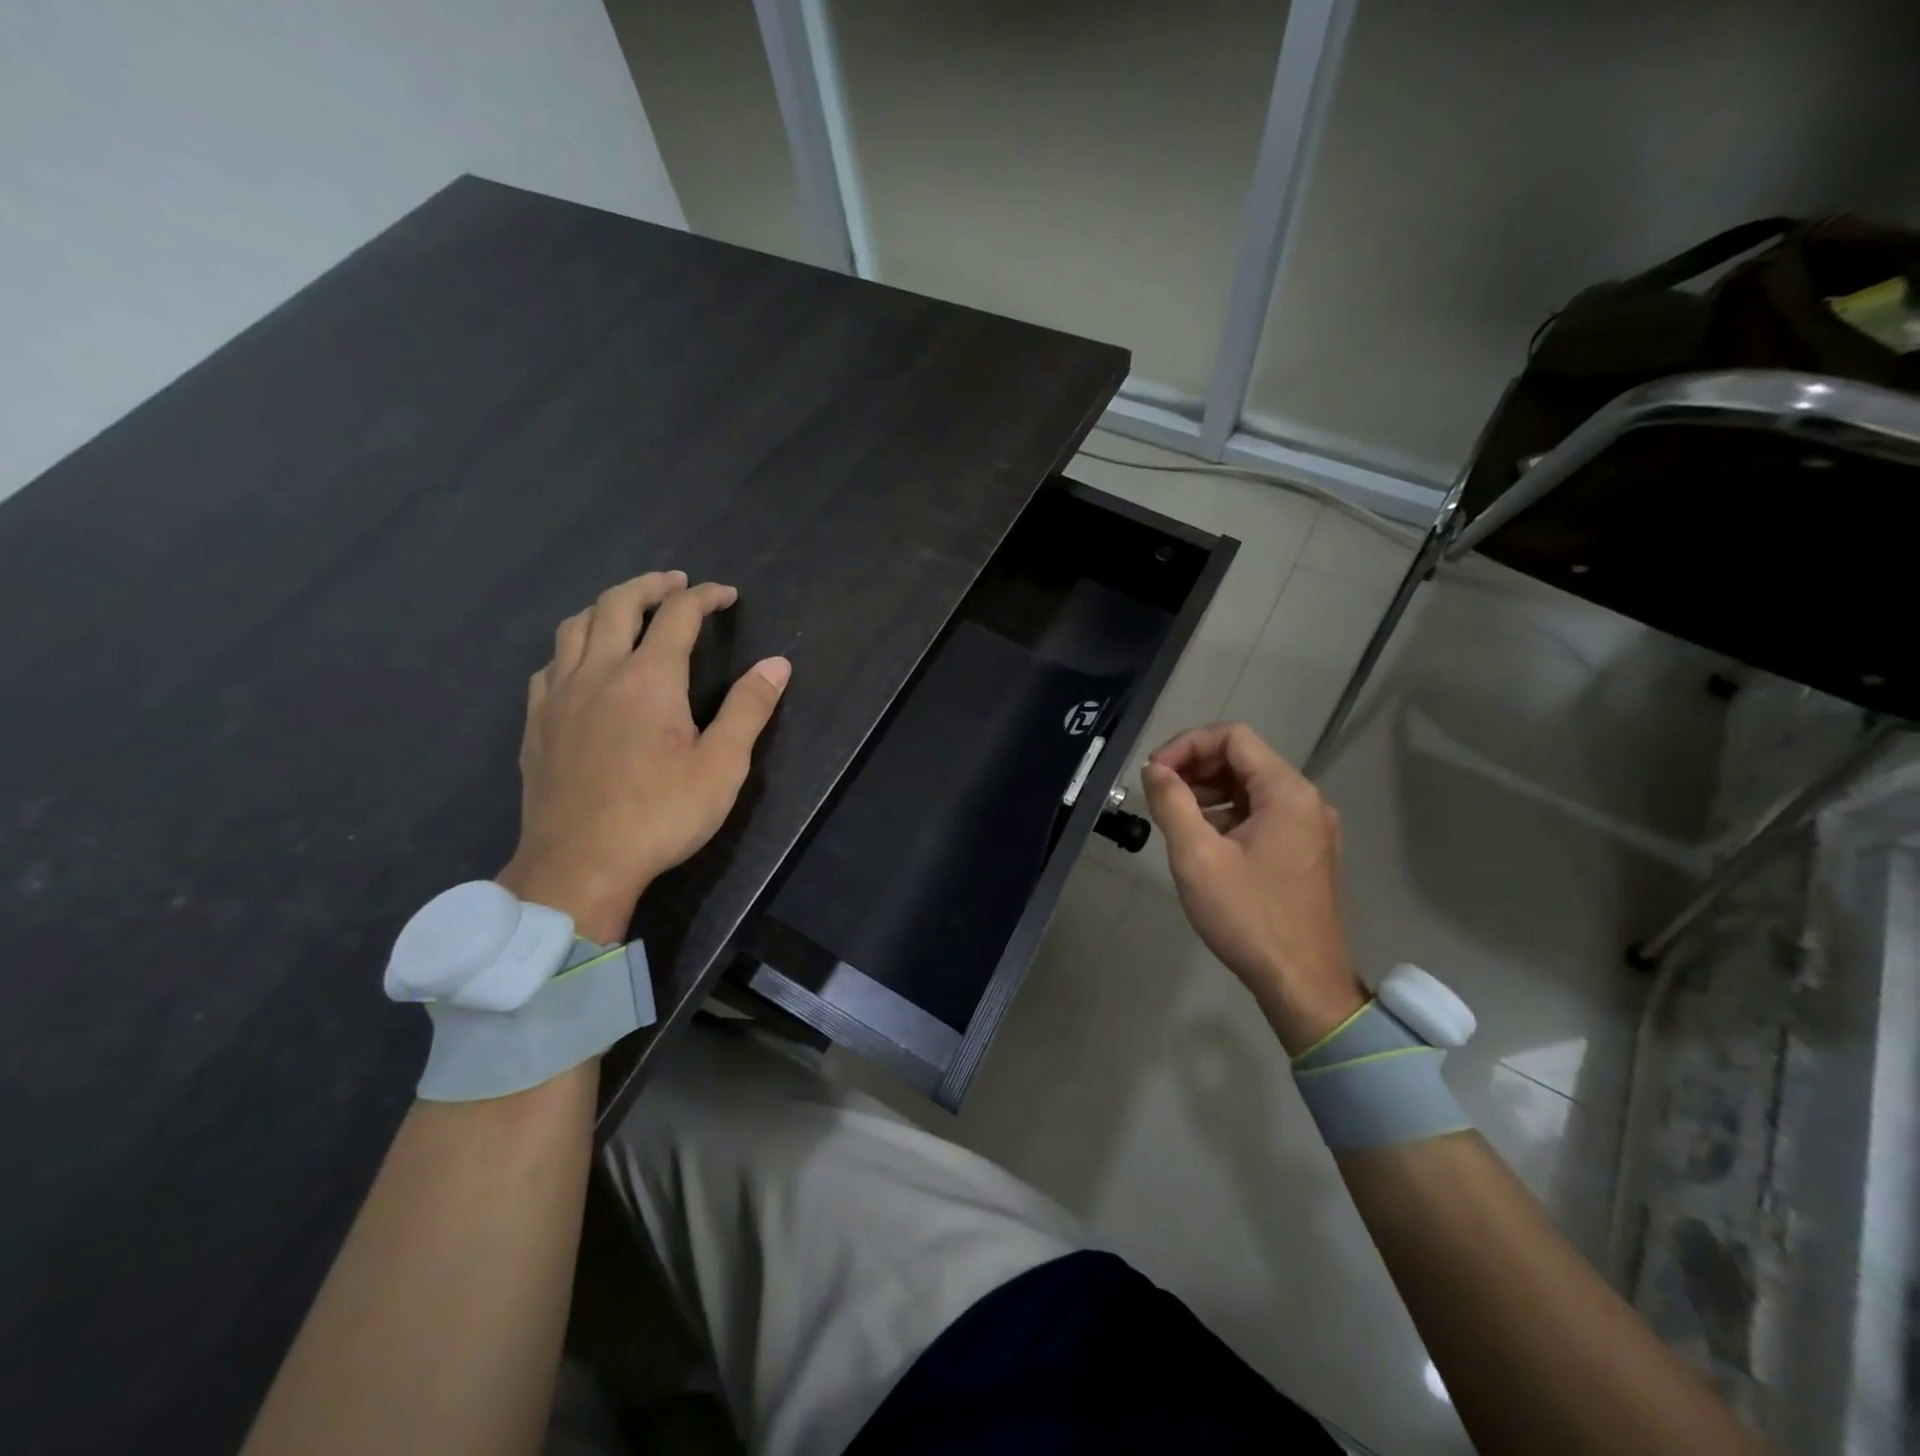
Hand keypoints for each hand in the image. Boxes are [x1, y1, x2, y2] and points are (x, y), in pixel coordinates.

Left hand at [496, 571, 790, 942]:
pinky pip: (550, 664)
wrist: (580, 864)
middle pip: (617, 604)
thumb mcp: (722, 766)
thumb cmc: (661, 815)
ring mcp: (559, 696)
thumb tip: (777, 664)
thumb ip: (749, 709)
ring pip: (574, 627)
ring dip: (606, 607)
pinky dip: (573, 646)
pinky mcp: (536, 723)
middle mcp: (598, 672)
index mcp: (648, 678)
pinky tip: (582, 664)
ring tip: (628, 610)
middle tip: (675, 583)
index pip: (678, 616)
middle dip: (651, 585)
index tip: (726, 594)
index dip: (704, 597)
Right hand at [1141, 723, 1365, 1052]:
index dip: (1187, 744)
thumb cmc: (1248, 917)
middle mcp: (1305, 800)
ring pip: (1251, 787)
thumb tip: (1155, 770)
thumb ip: (1172, 802)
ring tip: (1173, 817)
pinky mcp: (1305, 852)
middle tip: (1158, 794)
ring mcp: (1309, 827)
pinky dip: (1227, 815)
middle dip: (1195, 767)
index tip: (1154, 773)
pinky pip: (1261, 814)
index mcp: (1286, 792)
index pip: (1233, 737)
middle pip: (1243, 758)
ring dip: (1208, 791)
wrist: (1302, 983)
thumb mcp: (1197, 856)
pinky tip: (1202, 841)